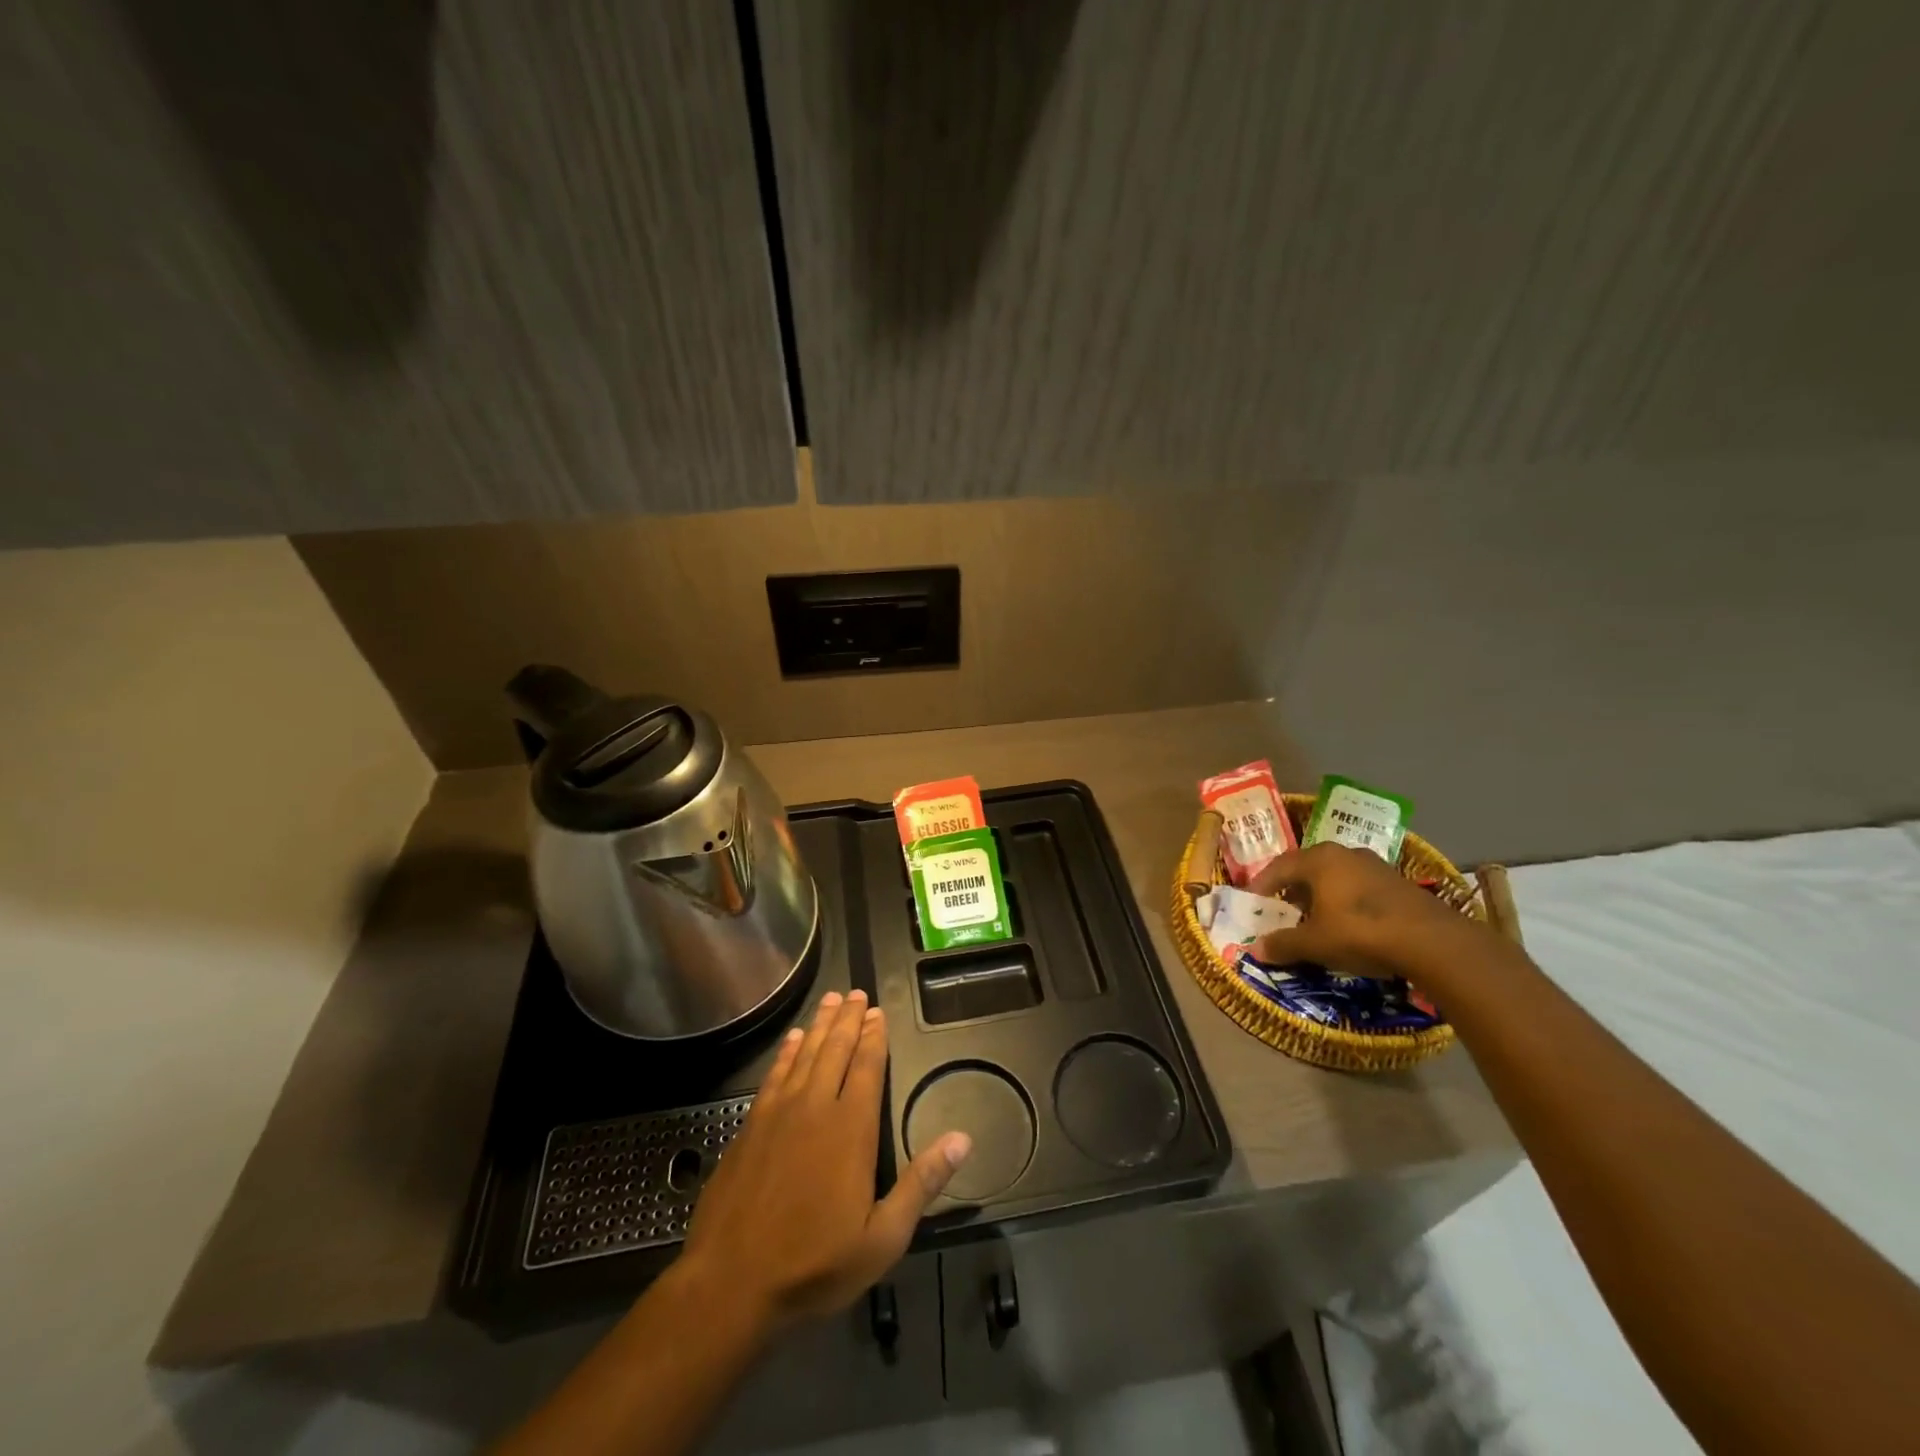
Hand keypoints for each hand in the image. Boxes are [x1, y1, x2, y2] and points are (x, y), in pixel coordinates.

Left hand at [680, 990, 971, 1333]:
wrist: (730, 1284)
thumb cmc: (814, 1264)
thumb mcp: (882, 1238)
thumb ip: (922, 1183)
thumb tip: (963, 1139)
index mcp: (850, 1128)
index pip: (866, 1067)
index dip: (874, 1037)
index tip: (878, 1011)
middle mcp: (815, 1107)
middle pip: (834, 1049)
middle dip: (847, 1019)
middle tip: (855, 992)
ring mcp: (777, 1113)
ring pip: (803, 1054)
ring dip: (818, 1025)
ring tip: (829, 1000)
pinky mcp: (750, 1126)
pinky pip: (774, 1074)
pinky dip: (786, 1052)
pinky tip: (791, 1040)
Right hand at [1250, 841, 1473, 977]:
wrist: (1433, 941)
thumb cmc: (1360, 932)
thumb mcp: (1315, 943)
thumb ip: (1284, 944)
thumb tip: (1256, 950)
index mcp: (1319, 860)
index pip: (1279, 867)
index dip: (1262, 885)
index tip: (1252, 902)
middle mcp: (1345, 853)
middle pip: (1308, 868)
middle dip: (1292, 889)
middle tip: (1282, 909)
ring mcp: (1375, 865)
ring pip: (1336, 877)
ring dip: (1320, 895)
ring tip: (1314, 918)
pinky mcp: (1398, 883)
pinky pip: (1359, 887)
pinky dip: (1345, 901)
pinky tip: (1348, 924)